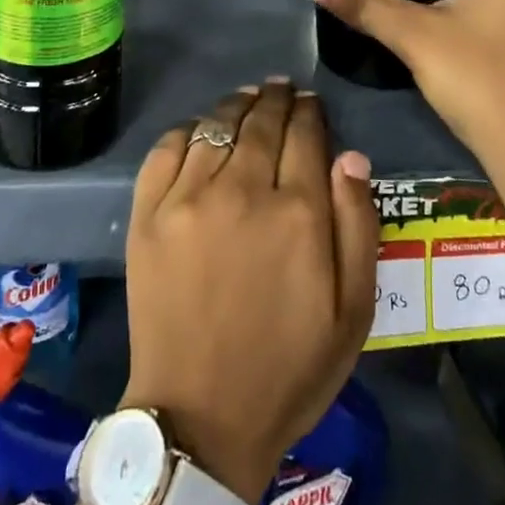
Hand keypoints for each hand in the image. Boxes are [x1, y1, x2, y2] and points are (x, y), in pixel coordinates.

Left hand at [122, 80, 378, 499]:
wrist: (200, 416)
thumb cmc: (289, 368)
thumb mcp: (352, 311)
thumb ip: (357, 226)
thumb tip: (350, 155)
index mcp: (296, 212)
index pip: (306, 135)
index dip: (310, 111)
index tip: (311, 102)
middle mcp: (241, 189)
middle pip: (261, 121)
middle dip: (276, 98)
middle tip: (281, 88)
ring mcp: (187, 197)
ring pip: (216, 125)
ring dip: (236, 105)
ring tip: (247, 98)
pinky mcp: (147, 213)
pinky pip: (167, 148)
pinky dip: (187, 129)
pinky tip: (199, 129)